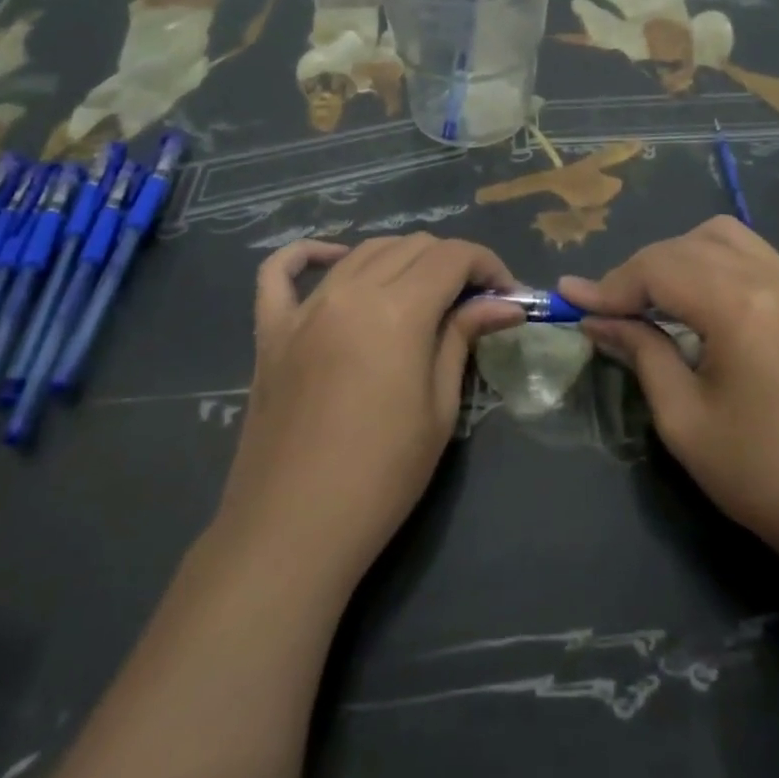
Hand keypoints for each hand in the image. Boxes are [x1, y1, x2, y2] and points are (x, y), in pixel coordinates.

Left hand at [216, 235, 523, 585]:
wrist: (293, 531)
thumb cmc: (382, 477)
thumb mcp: (439, 408)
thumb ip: (464, 338)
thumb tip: (504, 302)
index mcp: (397, 310)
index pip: (453, 256)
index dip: (488, 265)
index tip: (507, 294)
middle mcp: (350, 292)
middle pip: (412, 246)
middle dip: (452, 263)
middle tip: (472, 302)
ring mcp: (304, 308)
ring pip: (363, 252)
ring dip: (402, 260)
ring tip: (423, 293)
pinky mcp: (271, 330)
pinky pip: (280, 272)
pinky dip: (308, 254)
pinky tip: (335, 259)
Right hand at [558, 217, 778, 565]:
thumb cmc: (758, 472)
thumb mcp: (682, 417)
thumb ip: (640, 352)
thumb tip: (595, 319)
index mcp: (740, 307)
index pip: (659, 269)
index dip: (611, 284)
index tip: (571, 299)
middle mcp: (770, 278)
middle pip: (684, 246)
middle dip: (638, 271)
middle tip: (607, 309)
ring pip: (718, 236)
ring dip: (675, 257)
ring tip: (650, 299)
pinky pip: (747, 251)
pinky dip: (709, 260)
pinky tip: (694, 297)